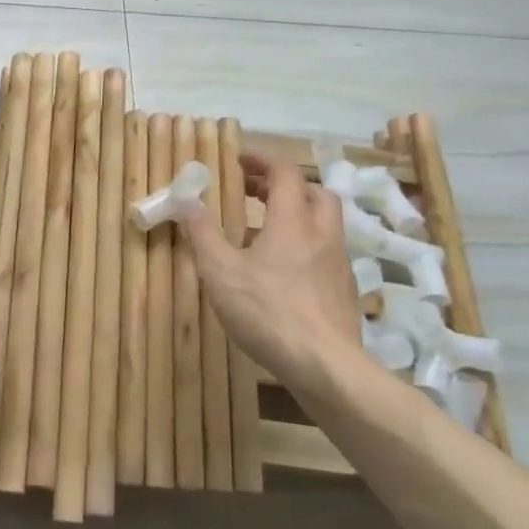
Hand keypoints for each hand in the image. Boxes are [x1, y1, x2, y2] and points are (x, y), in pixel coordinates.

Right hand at [181, 156, 361, 381]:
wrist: (327, 367)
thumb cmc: (268, 312)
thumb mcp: (220, 271)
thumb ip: (202, 233)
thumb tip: (185, 198)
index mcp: (293, 221)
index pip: (285, 173)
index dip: (262, 161)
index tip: (239, 161)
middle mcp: (322, 234)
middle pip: (314, 192)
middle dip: (284, 185)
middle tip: (253, 192)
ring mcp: (338, 264)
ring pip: (323, 224)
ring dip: (295, 216)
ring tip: (261, 232)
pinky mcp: (344, 292)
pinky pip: (325, 253)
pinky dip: (304, 246)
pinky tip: (281, 272)